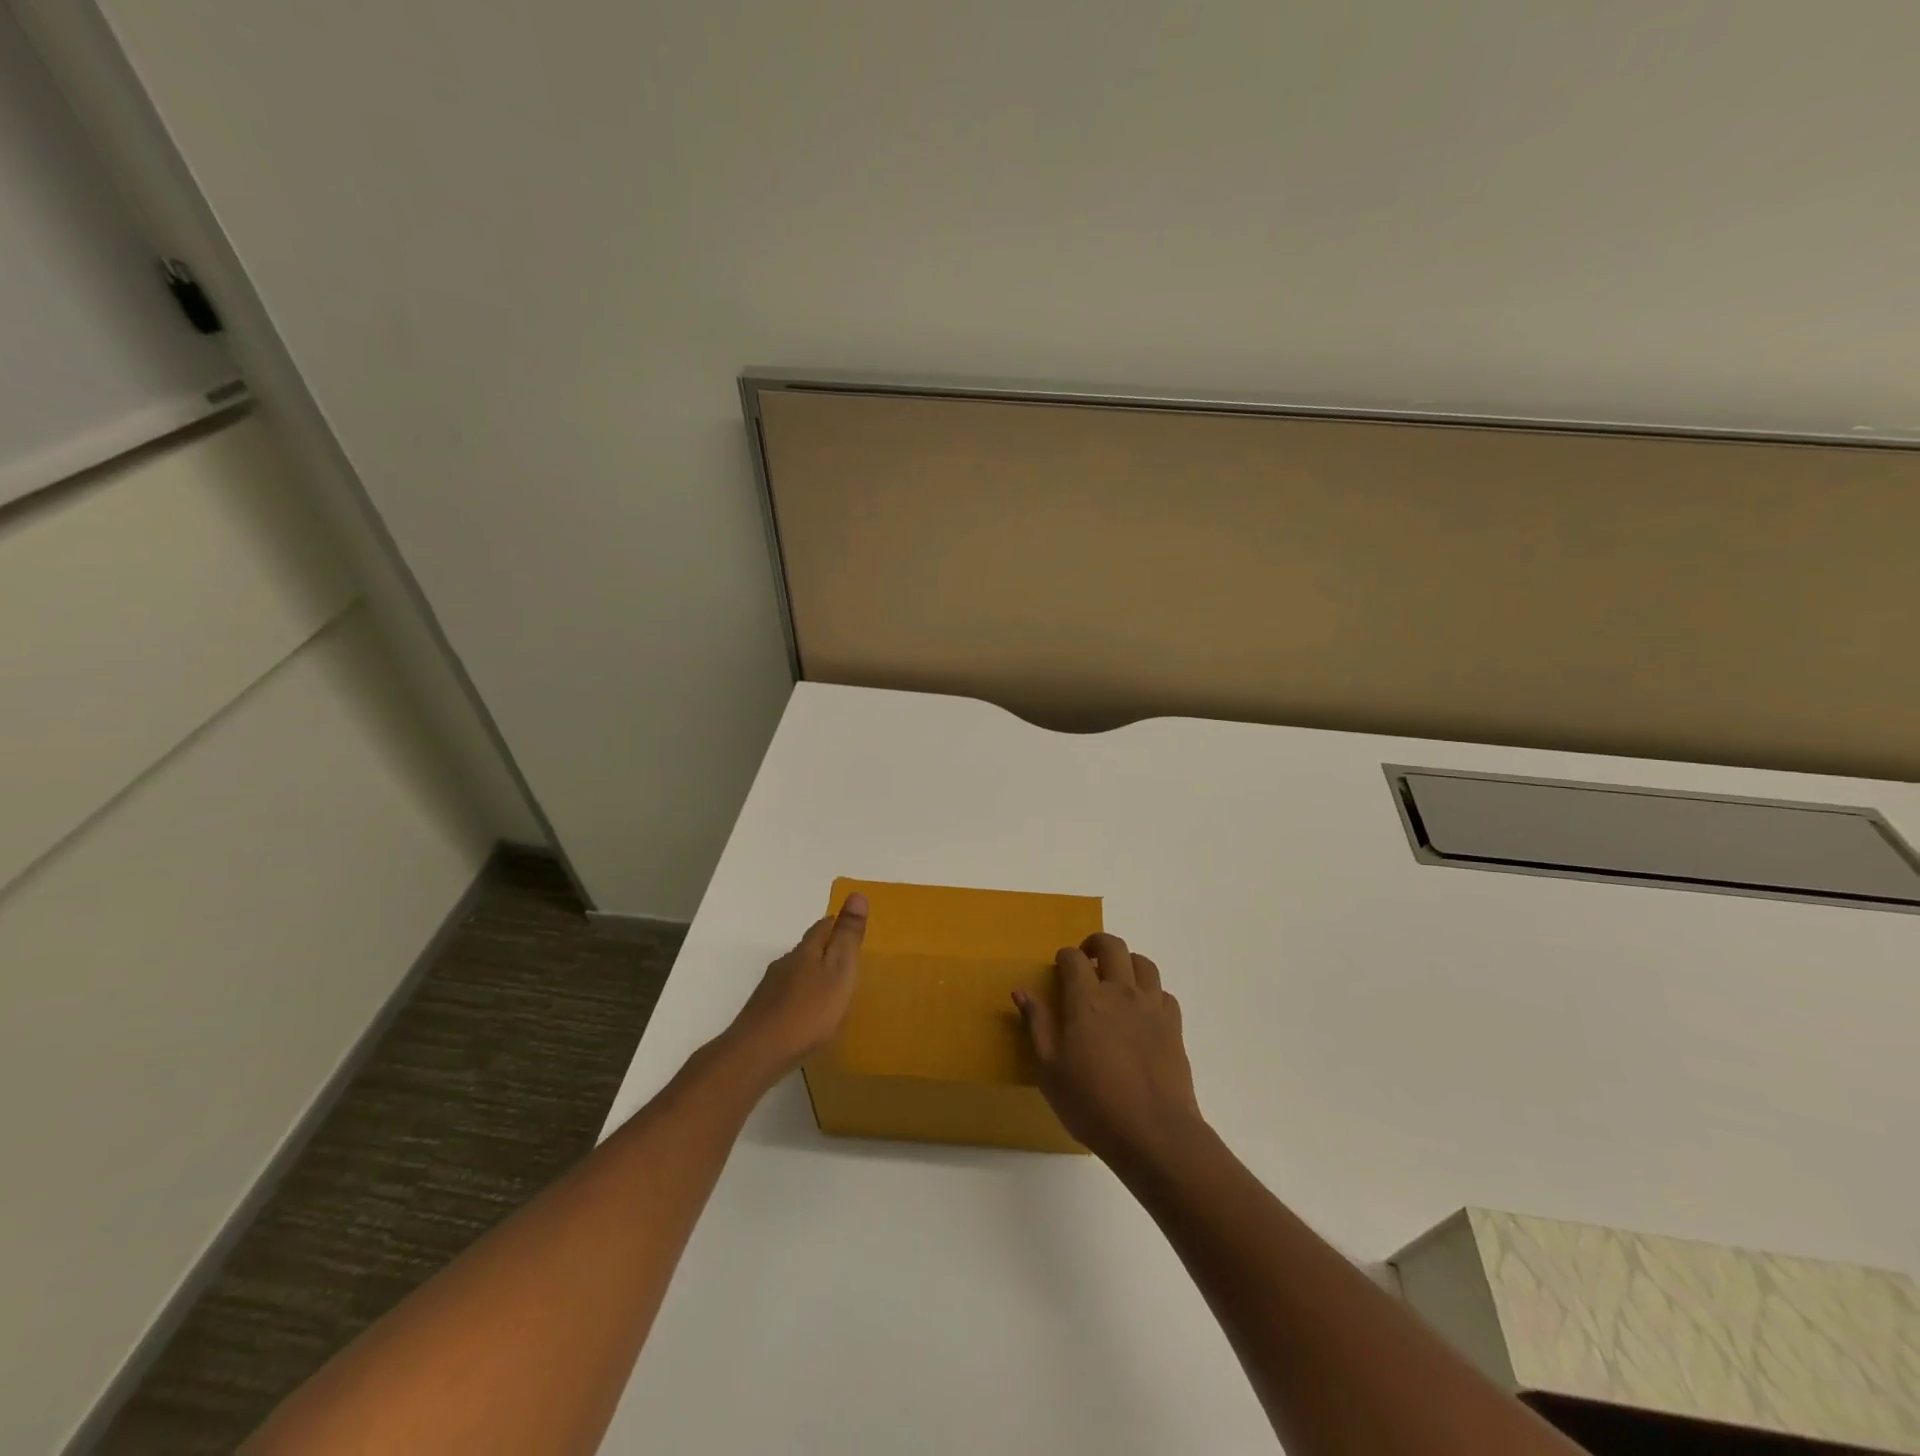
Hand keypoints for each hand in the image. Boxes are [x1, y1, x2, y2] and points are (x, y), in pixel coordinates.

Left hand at [727, 892, 867, 1076]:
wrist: (758, 1052)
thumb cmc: (809, 1010)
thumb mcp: (839, 970)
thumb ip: (848, 936)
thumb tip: (856, 894)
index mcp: (807, 950)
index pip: (823, 926)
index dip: (838, 924)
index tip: (851, 927)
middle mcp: (786, 963)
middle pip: (808, 948)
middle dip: (825, 949)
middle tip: (846, 959)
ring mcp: (771, 988)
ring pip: (795, 972)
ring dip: (812, 974)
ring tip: (830, 989)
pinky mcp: (763, 1012)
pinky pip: (787, 995)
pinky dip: (800, 997)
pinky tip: (807, 1013)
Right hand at [1014, 932, 1202, 1167]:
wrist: (1153, 1132)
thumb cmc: (1092, 1103)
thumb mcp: (1049, 1070)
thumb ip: (1037, 1025)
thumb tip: (1021, 991)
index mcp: (1086, 999)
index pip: (1073, 958)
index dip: (1064, 957)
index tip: (1059, 969)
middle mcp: (1120, 992)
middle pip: (1112, 946)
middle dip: (1096, 944)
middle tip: (1086, 959)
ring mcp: (1151, 1007)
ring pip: (1143, 963)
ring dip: (1126, 963)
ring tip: (1116, 979)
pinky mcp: (1174, 1026)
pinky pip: (1163, 993)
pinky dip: (1150, 992)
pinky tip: (1142, 1011)